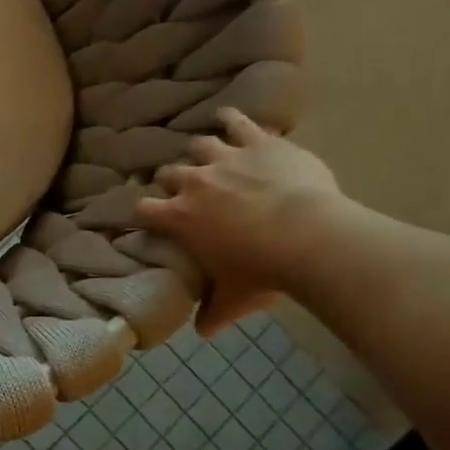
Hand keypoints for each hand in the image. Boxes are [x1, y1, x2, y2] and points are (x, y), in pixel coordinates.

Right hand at [135, 107, 343, 335]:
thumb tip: (203, 333)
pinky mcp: (257, 142)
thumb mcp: (234, 298)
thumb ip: (214, 312)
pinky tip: (227, 115)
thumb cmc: (263, 270)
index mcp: (179, 217)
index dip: (140, 212)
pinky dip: (231, 118)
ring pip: (198, 145)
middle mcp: (194, 182)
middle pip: (167, 173)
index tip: (144, 217)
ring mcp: (225, 158)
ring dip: (198, 150)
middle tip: (180, 188)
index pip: (142, 209)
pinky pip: (238, 121)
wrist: (309, 236)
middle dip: (170, 180)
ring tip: (202, 153)